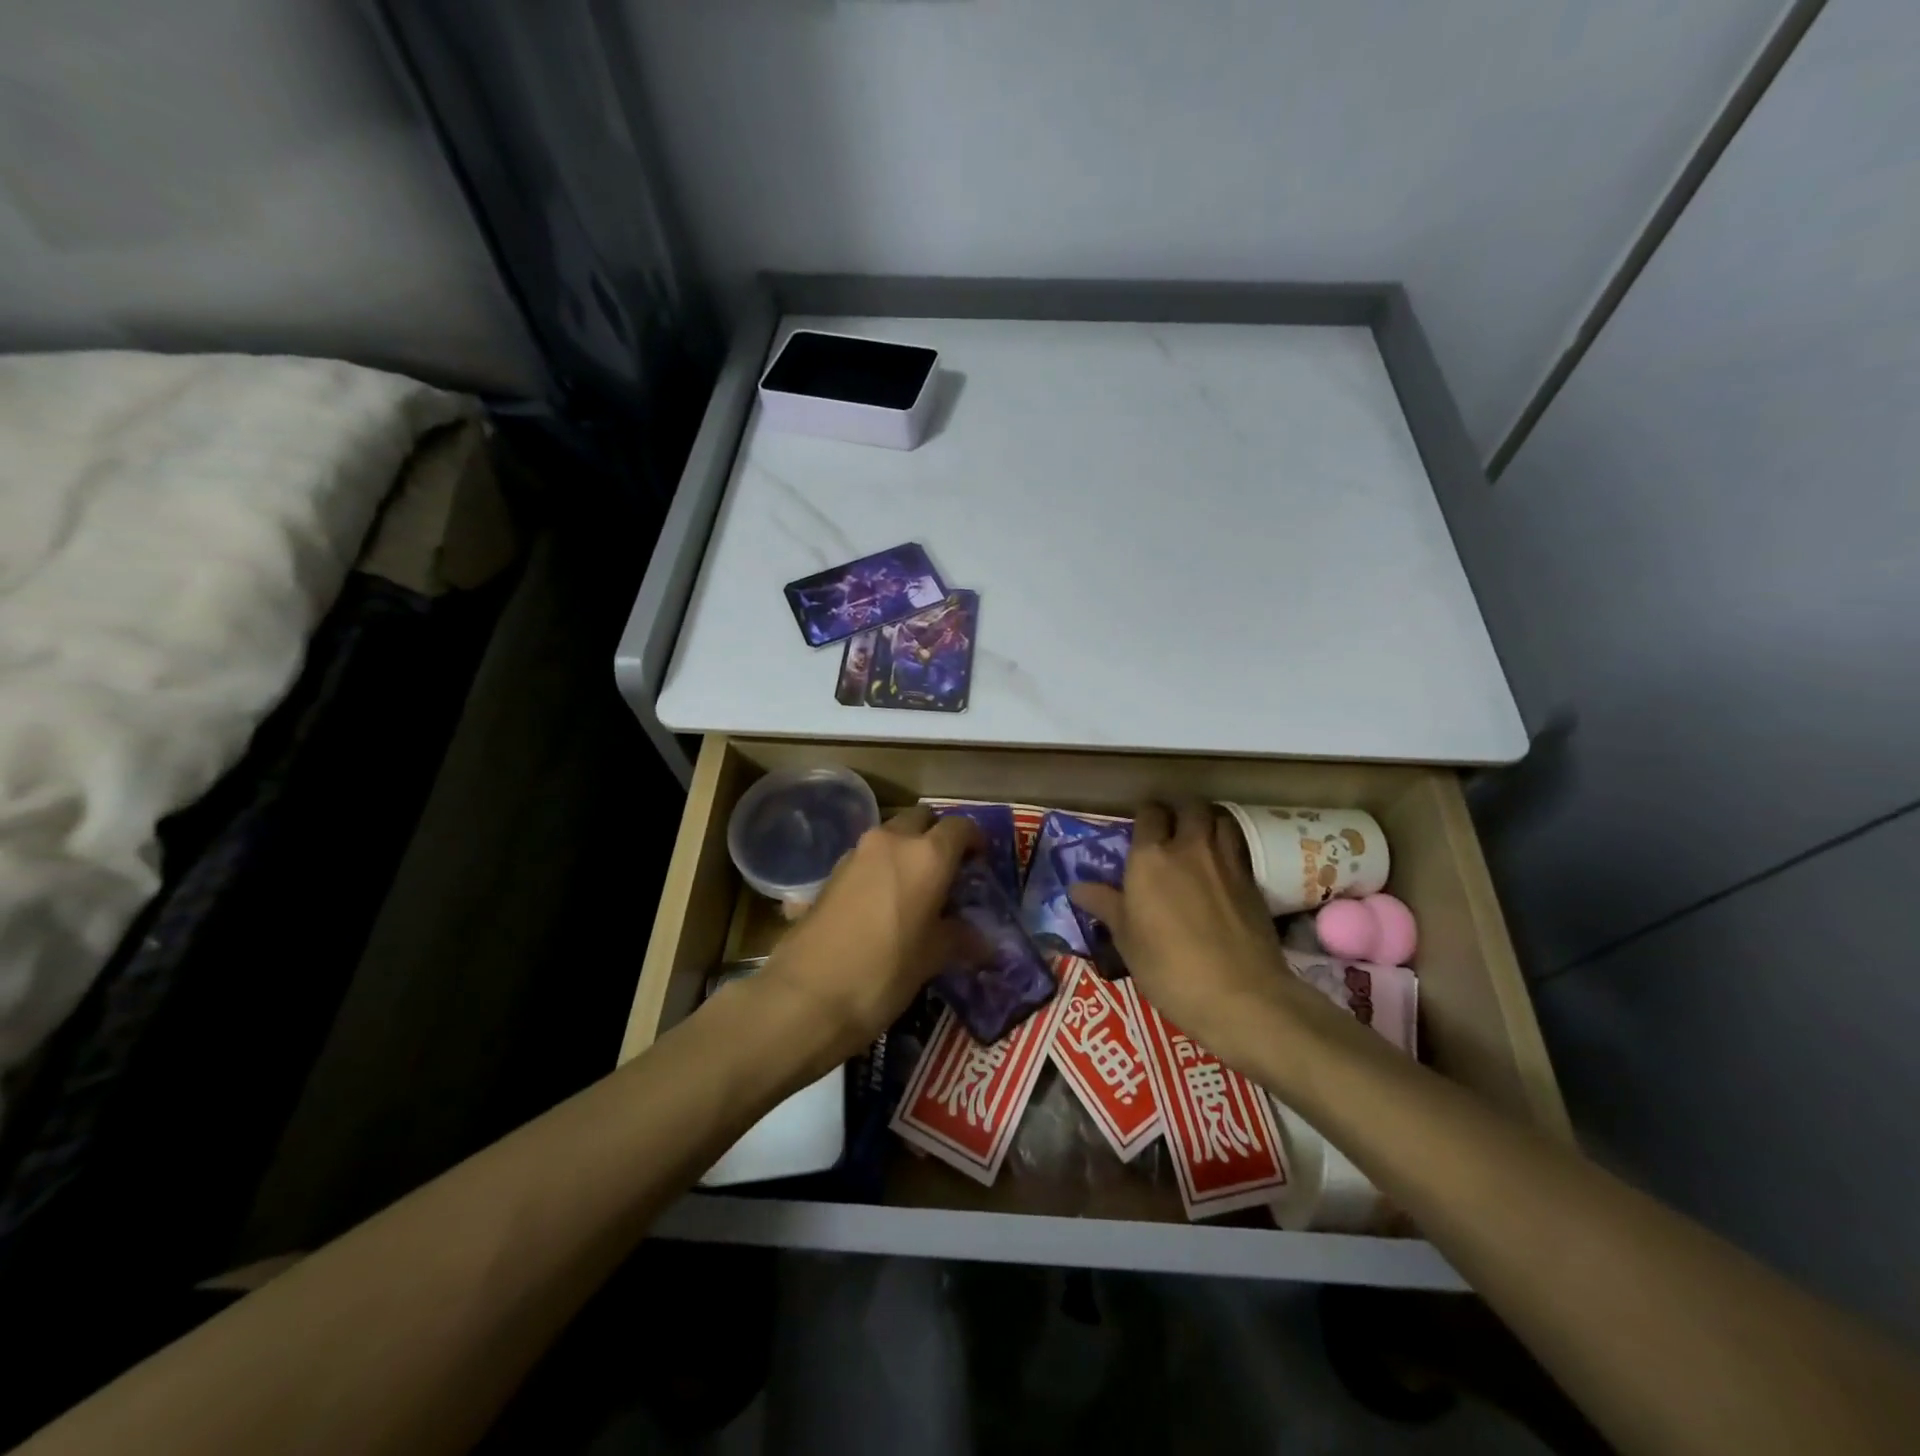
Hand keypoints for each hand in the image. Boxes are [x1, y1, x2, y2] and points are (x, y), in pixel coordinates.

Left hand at [751, 806, 981, 1072]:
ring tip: (915, 890)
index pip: (960, 827)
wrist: (807, 995)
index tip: (979, 863)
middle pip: (921, 819)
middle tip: (946, 871)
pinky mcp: (831, 872)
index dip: (974, 841)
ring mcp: (856, 853)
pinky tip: (883, 904)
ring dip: (906, 851)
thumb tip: (983, 942)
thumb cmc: (885, 972)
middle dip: (936, 836)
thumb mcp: (932, 958)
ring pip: (891, 836)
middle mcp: (892, 842)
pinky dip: (880, 868)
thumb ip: (959, 938)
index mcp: (927, 855)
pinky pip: (867, 858)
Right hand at [1069, 801, 1303, 1069]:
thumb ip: (1105, 905)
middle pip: (1189, 806)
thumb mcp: (1126, 940)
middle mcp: (1189, 847)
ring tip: (1198, 837)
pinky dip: (1228, 845)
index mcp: (1150, 857)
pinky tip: (1220, 866)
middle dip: (1178, 810)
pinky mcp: (1252, 881)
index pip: (1149, 813)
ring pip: (1220, 818)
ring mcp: (1226, 861)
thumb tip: (1077, 887)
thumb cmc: (1169, 968)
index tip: (1140, 827)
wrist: (1240, 995)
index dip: (1145, 814)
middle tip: (1170, 828)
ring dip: (1207, 820)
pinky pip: (1238, 846)